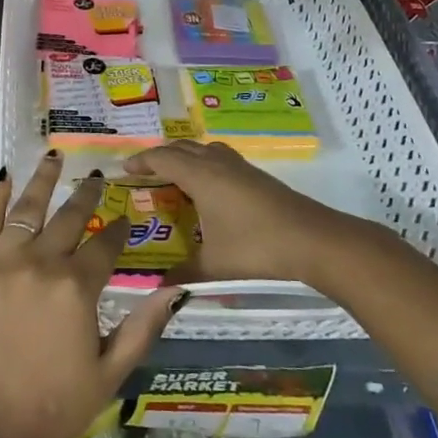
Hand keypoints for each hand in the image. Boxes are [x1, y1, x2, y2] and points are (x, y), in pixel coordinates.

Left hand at [0, 153, 185, 437]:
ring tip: (54, 156)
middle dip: (86, 197)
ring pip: (27, 209)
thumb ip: (143, 327)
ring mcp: (1, 263)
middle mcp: (40, 263)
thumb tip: (176, 289)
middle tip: (97, 179)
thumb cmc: (52, 409)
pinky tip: (4, 177)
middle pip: (68, 218)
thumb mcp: (110, 374)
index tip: (126, 220)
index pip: (105, 245)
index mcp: (77, 288)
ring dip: (43, 180)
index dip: (119, 230)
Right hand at [125, 140, 332, 284]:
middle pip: (182, 148)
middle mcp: (217, 164)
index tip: (124, 170)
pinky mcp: (257, 177)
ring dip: (185, 157)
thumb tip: (158, 289)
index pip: (162, 158)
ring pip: (204, 150)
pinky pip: (219, 159)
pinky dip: (204, 164)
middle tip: (144, 174)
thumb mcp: (214, 266)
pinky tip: (209, 190)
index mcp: (200, 176)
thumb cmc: (256, 248)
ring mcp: (240, 168)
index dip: (141, 161)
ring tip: (174, 177)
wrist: (314, 240)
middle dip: (160, 157)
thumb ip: (183, 275)